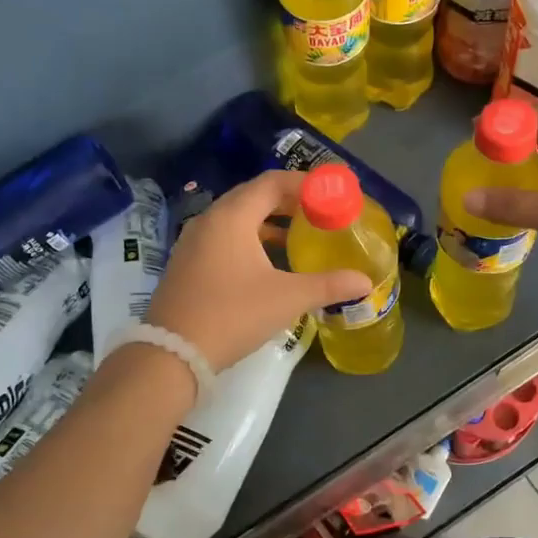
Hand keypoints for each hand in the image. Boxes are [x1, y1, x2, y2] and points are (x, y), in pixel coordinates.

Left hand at [145, 170, 370, 371]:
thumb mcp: (286, 298)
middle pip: (252, 196)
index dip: (303, 183)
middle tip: (318, 211)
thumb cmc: (233, 315)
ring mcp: (193, 242)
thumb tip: (365, 282)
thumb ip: (328, 285)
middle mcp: (209, 220)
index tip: (329, 193)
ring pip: (236, 218)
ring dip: (267, 220)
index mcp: (232, 217)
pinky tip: (267, 261)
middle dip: (287, 200)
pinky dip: (249, 238)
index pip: (271, 183)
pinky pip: (223, 236)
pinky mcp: (187, 263)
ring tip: (298, 234)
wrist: (172, 354)